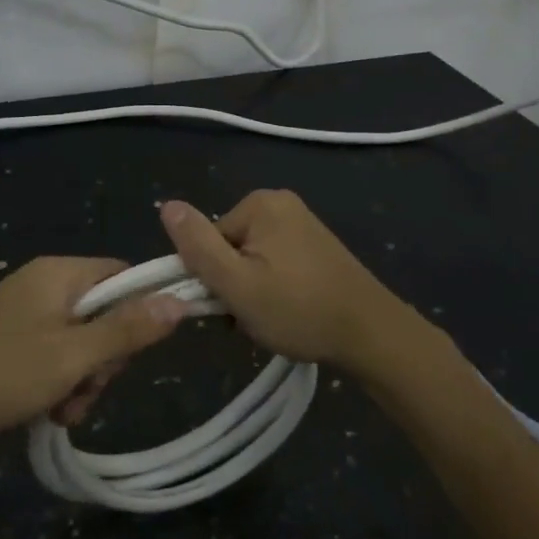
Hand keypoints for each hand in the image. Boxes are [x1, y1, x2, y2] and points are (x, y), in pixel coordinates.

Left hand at [0, 257, 185, 449]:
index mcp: (59, 273)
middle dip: (105, 358)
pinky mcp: (8, 340)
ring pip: (80, 341)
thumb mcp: (72, 356)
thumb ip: (127, 329)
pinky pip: (52, 354)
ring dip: (82, 379)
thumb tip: (180, 300)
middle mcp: (42, 284)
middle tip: (86, 388)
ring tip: (63, 409)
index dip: (140, 312)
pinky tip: (46, 411)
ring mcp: (23, 313)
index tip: (134, 353)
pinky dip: (57, 382)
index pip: (123, 276)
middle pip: (103, 313)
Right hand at [159, 191, 417, 377]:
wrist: (372, 334)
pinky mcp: (315, 246)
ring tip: (272, 319)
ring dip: (251, 291)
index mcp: (260, 204)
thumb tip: (166, 205)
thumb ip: (197, 246)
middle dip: (232, 285)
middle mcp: (281, 203)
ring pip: (250, 260)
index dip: (211, 277)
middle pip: (229, 247)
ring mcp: (302, 224)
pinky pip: (274, 263)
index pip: (208, 239)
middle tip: (252, 316)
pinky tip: (288, 312)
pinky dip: (272, 289)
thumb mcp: (236, 284)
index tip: (229, 306)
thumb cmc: (299, 310)